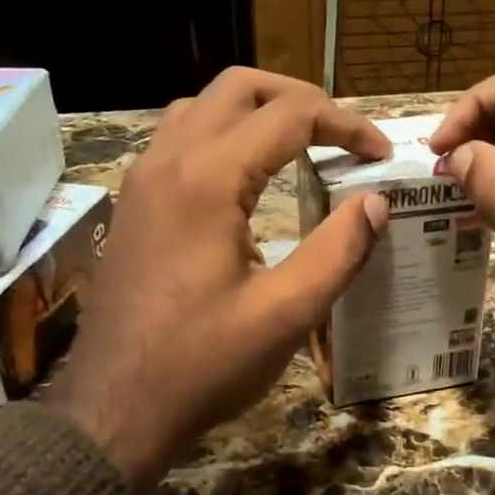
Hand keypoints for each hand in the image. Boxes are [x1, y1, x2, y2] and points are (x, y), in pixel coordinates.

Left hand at [48, 69, 390, 485]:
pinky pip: (179, 137)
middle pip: (238, 87)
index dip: (346, 125)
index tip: (380, 155)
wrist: (113, 408)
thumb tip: (375, 202)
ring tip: (300, 142)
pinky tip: (247, 175)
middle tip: (342, 133)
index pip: (289, 116)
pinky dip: (223, 133)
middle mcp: (168, 160)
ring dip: (255, 110)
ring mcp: (143, 179)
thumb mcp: (286, 314)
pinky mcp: (134, 203)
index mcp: (207, 179)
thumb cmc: (202, 365)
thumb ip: (338, 251)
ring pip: (201, 106)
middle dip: (299, 98)